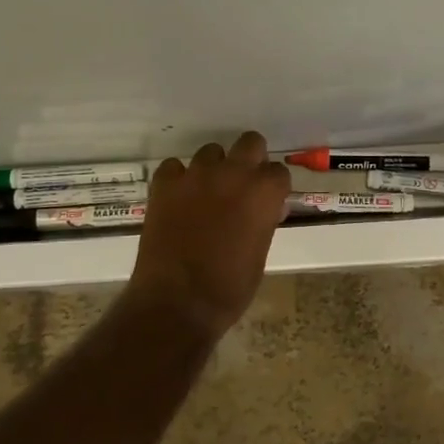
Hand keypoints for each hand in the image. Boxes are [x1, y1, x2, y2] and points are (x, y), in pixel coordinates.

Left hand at [126, 132, 291, 337]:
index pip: (278, 171)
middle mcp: (233, 173)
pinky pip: (174, 167)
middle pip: (250, 143)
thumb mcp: (260, 253)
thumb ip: (264, 221)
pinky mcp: (164, 184)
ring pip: (211, 152)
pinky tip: (178, 200)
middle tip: (243, 186)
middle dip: (250, 160)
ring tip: (207, 194)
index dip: (273, 186)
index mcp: (264, 192)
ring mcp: (196, 175)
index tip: (268, 201)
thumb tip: (266, 210)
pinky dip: (179, 179)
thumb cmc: (230, 287)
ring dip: (214, 168)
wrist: (178, 301)